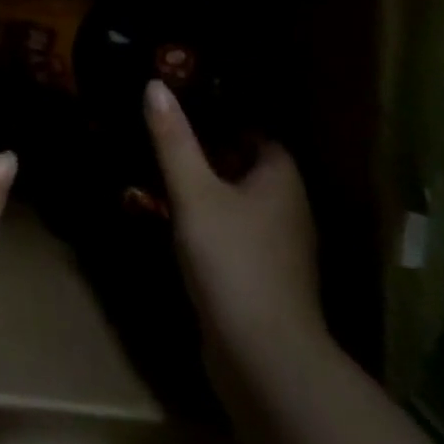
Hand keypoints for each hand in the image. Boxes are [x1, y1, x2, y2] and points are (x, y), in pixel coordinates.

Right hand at [143, 78, 325, 380]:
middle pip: (247, 168)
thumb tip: (155, 84)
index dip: (224, 119)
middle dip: (211, 154)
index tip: (184, 110)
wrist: (264, 359)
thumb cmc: (233, 260)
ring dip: (209, 192)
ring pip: (240, 205)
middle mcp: (289, 210)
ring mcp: (280, 250)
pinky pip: (236, 237)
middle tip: (166, 140)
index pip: (257, 134)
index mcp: (281, 180)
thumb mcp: (194, 192)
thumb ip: (174, 140)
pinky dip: (212, 226)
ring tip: (164, 178)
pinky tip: (179, 227)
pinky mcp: (265, 281)